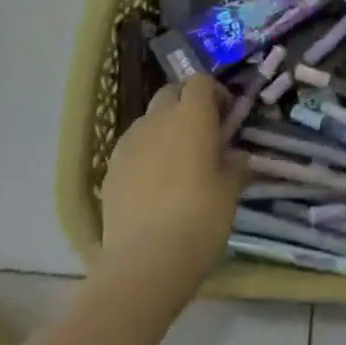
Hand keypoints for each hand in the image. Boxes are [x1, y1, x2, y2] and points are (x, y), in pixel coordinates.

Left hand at [99, 77, 248, 292]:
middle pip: (171, 93)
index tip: (227, 116)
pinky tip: (156, 184)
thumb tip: (235, 155)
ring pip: (149, 120)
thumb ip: (234, 165)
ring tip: (178, 161)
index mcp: (192, 116)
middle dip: (187, 105)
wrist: (145, 262)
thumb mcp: (230, 191)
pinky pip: (133, 147)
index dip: (215, 93)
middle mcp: (157, 119)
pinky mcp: (110, 169)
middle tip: (203, 134)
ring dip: (165, 128)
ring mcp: (129, 143)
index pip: (201, 82)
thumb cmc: (200, 219)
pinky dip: (147, 153)